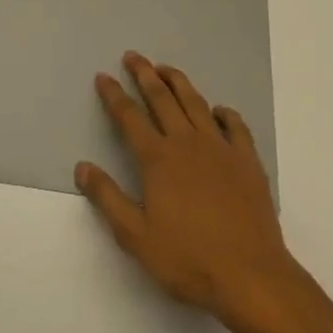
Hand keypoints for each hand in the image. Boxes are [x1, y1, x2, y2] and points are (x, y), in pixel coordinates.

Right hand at [76, 52, 298, 326]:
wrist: (250, 275)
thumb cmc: (188, 259)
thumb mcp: (136, 236)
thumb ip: (108, 198)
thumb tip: (82, 167)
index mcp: (158, 159)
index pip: (129, 117)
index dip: (113, 95)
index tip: (103, 77)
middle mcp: (187, 142)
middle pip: (162, 98)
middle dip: (144, 74)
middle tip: (133, 56)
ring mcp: (220, 148)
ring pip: (196, 103)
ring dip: (178, 82)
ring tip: (166, 68)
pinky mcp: (247, 160)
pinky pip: (234, 125)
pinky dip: (223, 113)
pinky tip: (217, 111)